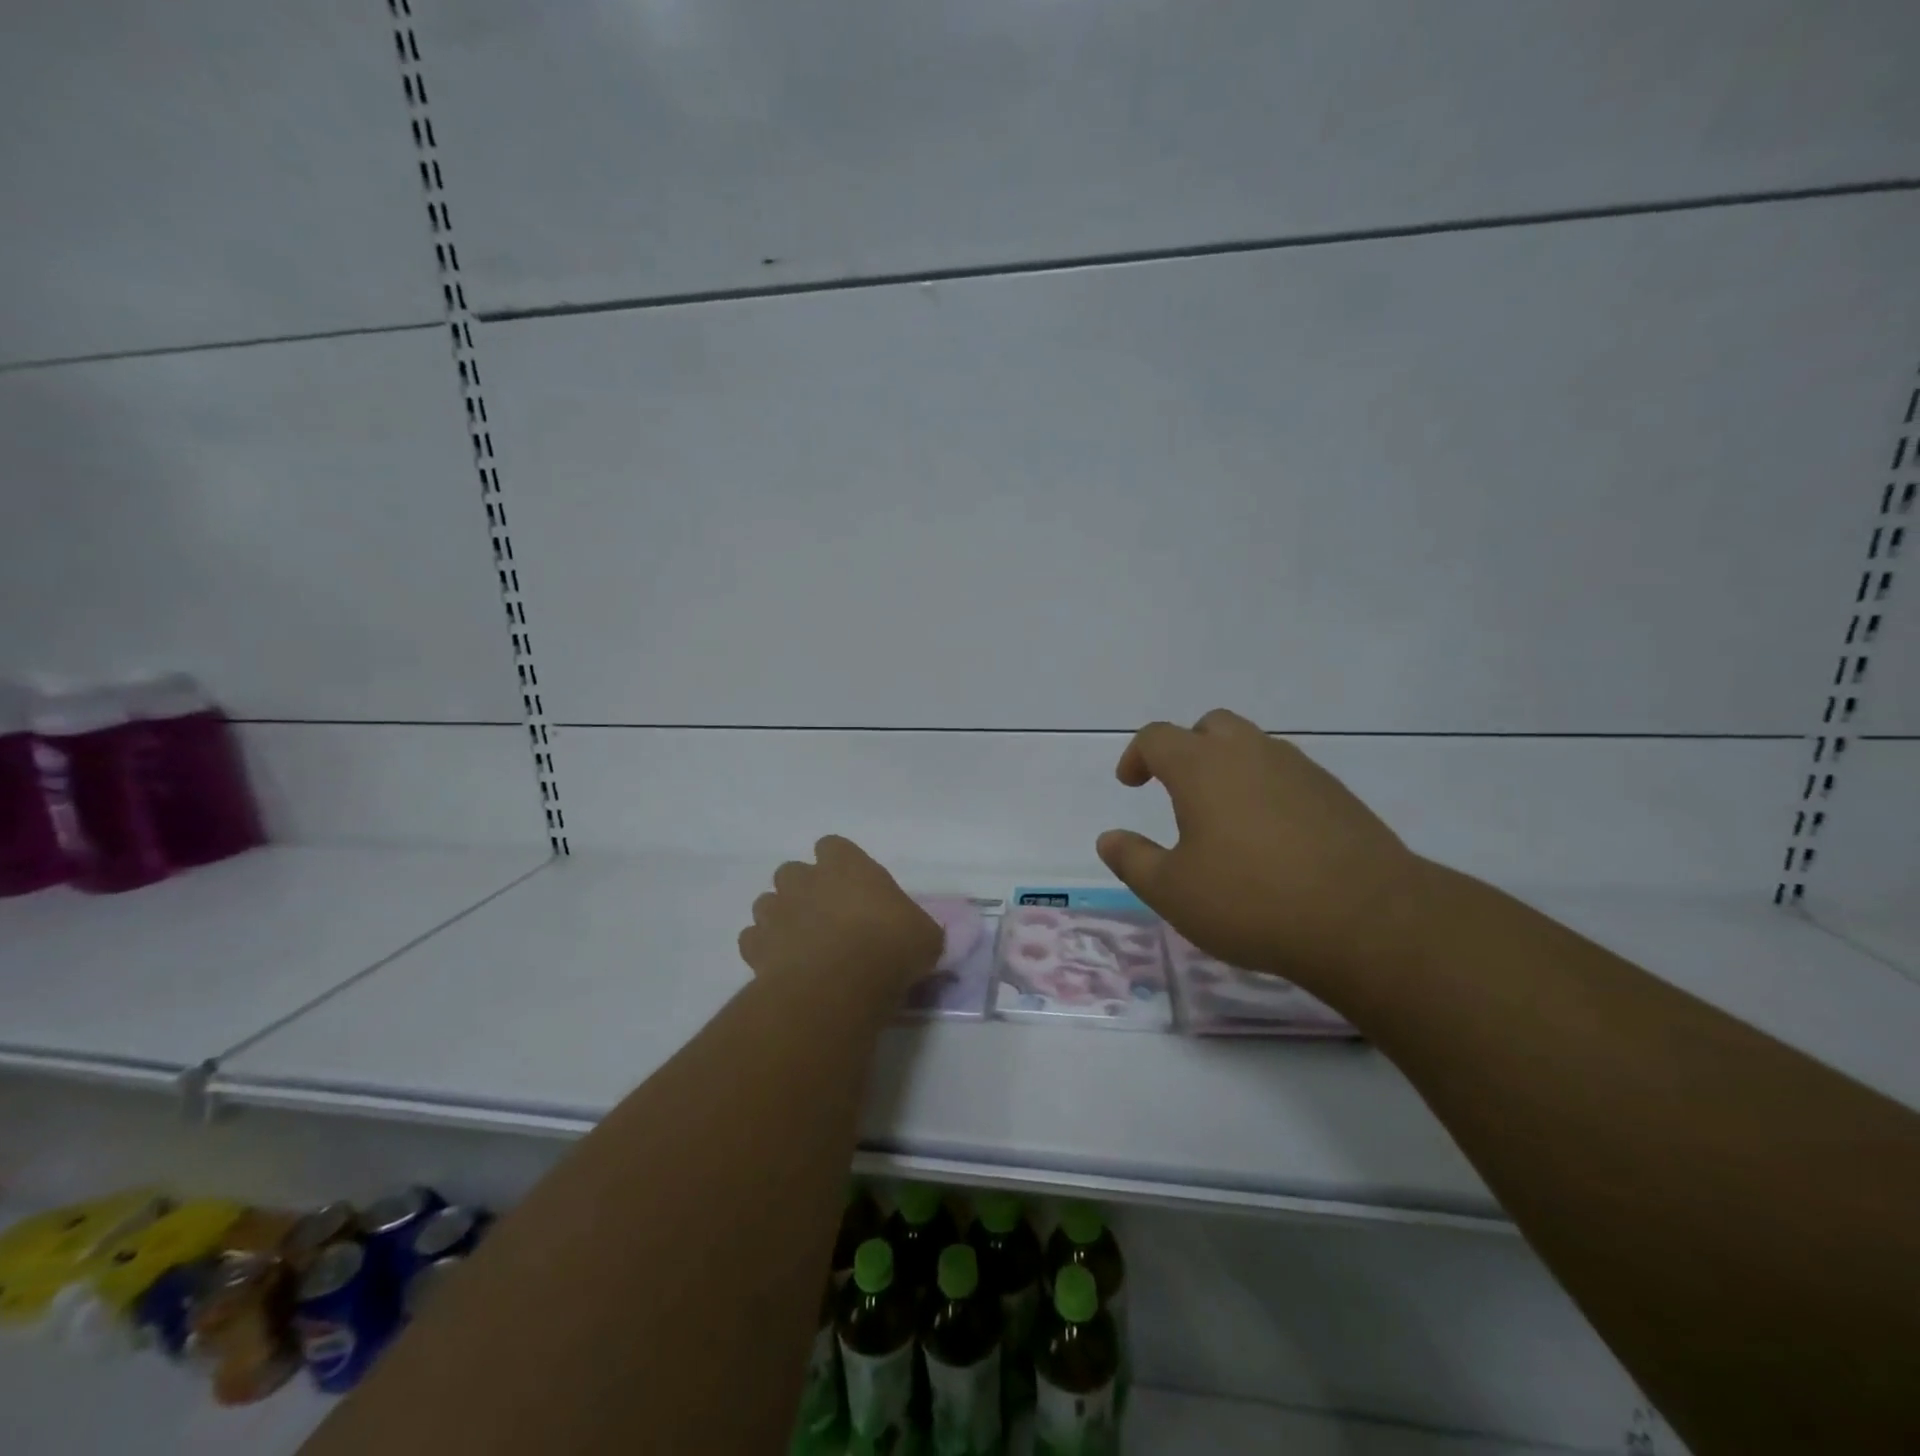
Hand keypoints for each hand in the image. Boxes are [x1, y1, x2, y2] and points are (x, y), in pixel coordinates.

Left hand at [739, 835, 942, 1002]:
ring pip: (767, 903)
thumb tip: (920, 935)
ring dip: (781, 918)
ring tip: (801, 943)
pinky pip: (753, 940)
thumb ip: (917, 927)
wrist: (840, 985)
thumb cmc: (890, 947)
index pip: (833, 846)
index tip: (852, 887)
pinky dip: (764, 950)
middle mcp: (806, 880)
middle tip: (825, 917)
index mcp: (847, 866)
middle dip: (804, 890)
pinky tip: (782, 967)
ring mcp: (776, 912)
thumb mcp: (925, 936)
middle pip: (793, 872)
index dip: (839, 865)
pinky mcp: (755, 947)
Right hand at [1096, 709, 1428, 990]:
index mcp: (1203, 767)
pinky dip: (1266, 789)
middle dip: (1186, 749)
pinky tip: (1271, 837)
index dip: (1137, 756)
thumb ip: (1133, 860)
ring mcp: (1300, 769)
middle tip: (1178, 789)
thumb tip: (1108, 839)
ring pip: (1253, 747)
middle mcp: (1251, 753)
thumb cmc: (1252, 901)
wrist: (1368, 920)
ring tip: (1224, 817)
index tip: (1131, 784)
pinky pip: (1287, 774)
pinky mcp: (1336, 794)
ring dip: (1229, 767)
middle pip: (1211, 726)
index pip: (1157, 737)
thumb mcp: (1173, 892)